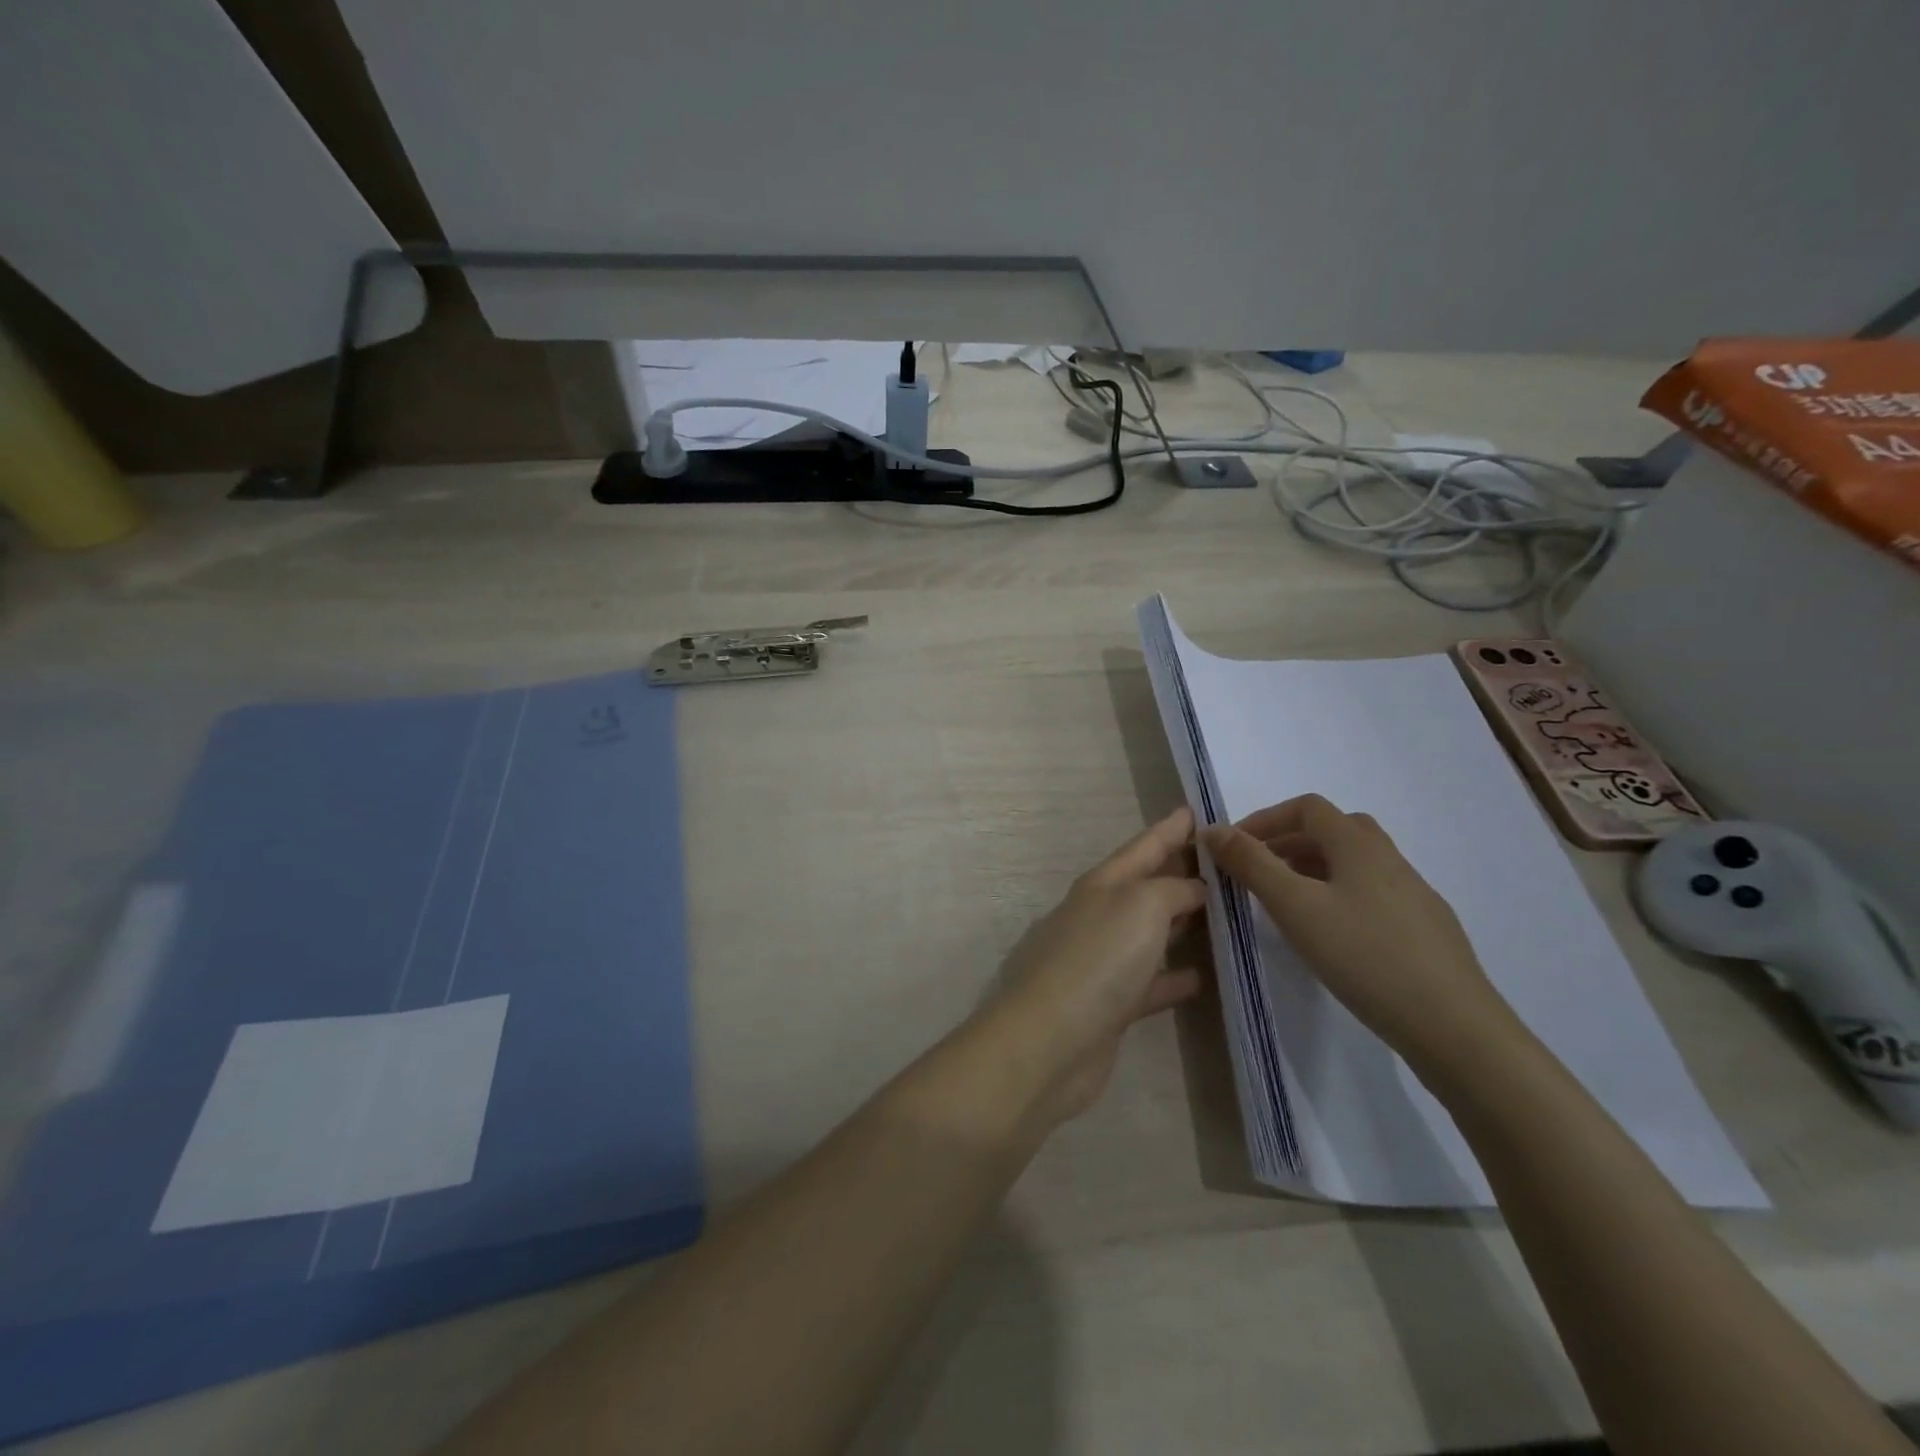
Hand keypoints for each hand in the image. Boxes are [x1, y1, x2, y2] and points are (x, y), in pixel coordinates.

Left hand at [974, 808, 1207, 1128]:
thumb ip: (1173, 889)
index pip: (1145, 846)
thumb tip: (1194, 887)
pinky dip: (1178, 976)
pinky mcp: (1113, 1005)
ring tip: (1228, 914)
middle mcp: (1101, 915)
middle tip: (1228, 861)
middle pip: (1149, 886)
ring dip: (1184, 922)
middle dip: (1183, 870)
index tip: (1198, 809)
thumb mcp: (1141, 905)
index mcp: (1103, 884)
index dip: (1172, 827)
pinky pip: (1153, 982)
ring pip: (1152, 932)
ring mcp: (1104, 961)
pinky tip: (1207, 976)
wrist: (1050, 1041)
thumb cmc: (1097, 959)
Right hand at [1201, 795, 1522, 1075]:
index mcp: (1359, 845)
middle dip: (1288, 842)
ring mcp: (1414, 894)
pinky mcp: (1425, 929)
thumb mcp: (1295, 906)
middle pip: (1333, 830)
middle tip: (1257, 871)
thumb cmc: (1364, 955)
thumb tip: (1213, 828)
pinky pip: (1372, 893)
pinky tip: (1332, 935)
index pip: (1307, 807)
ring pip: (1354, 863)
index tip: (1233, 847)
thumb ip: (1251, 864)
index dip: (1265, 819)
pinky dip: (1338, 895)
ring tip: (1286, 903)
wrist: (1454, 1027)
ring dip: (1313, 868)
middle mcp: (1390, 859)